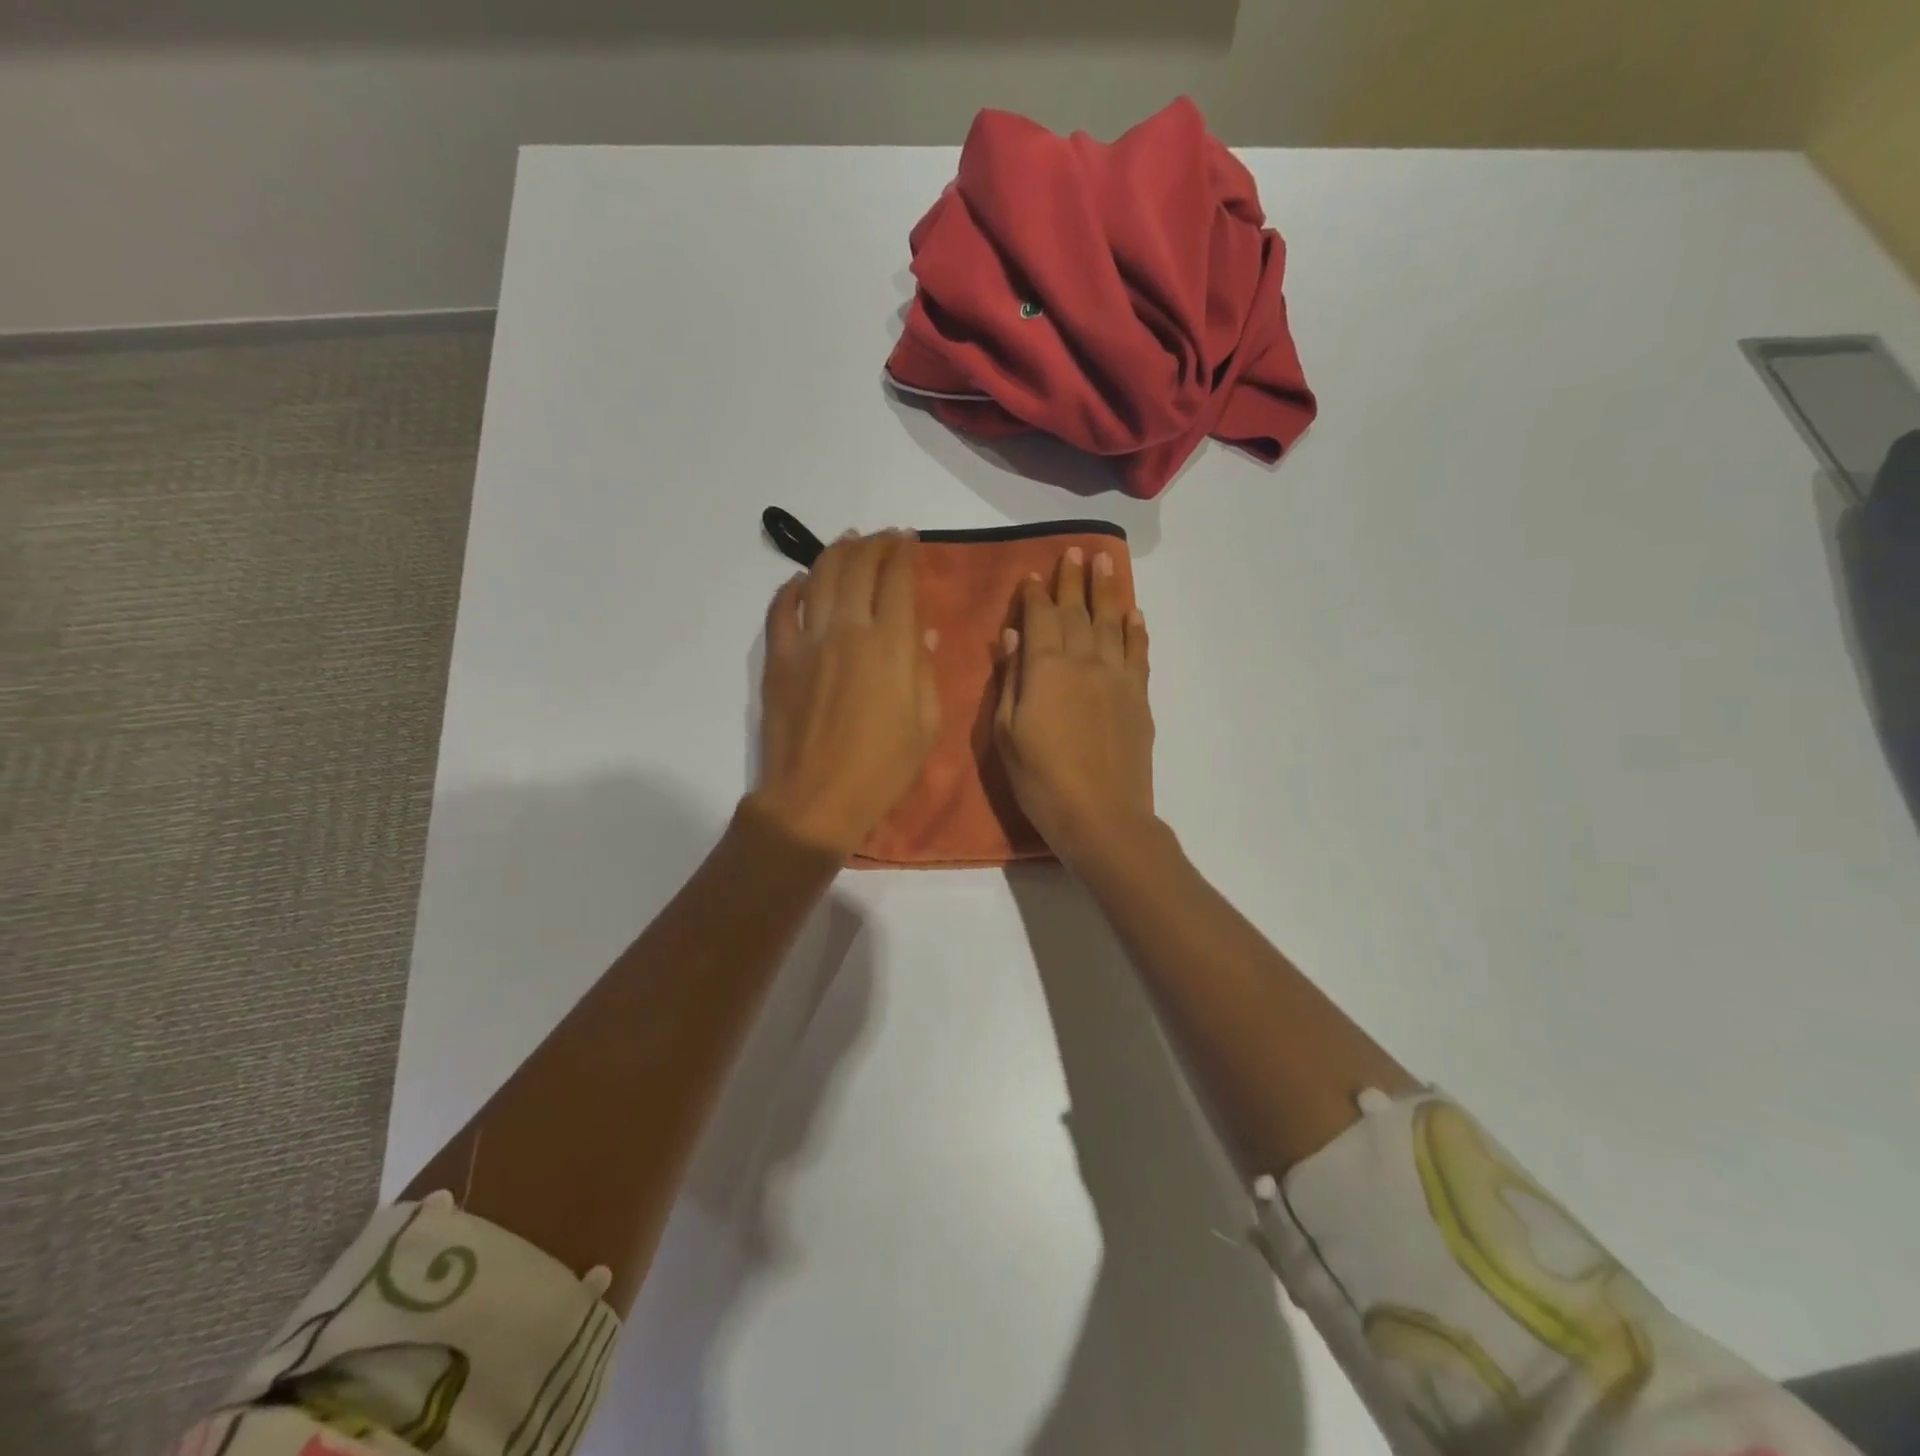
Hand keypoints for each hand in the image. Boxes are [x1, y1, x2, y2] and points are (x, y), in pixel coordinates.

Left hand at [753, 530, 940, 855]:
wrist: (816, 800)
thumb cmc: (883, 770)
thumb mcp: (926, 724)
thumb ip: (924, 669)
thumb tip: (922, 630)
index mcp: (890, 646)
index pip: (897, 580)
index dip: (905, 553)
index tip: (910, 540)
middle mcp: (848, 630)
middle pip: (858, 567)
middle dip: (874, 544)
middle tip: (884, 537)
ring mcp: (807, 642)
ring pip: (819, 577)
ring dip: (836, 552)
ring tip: (848, 542)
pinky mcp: (778, 659)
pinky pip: (780, 609)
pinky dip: (791, 588)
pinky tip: (800, 581)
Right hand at [995, 546, 1154, 871]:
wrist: (1101, 816)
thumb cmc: (1041, 781)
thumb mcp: (1007, 734)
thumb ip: (1011, 681)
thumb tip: (1012, 638)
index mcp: (1045, 669)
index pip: (1039, 618)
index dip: (1034, 595)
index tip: (1031, 574)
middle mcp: (1084, 661)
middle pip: (1077, 612)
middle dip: (1072, 581)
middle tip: (1074, 552)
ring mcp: (1116, 677)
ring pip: (1112, 623)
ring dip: (1107, 591)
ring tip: (1105, 562)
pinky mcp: (1139, 697)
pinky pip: (1138, 653)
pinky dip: (1136, 630)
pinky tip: (1134, 614)